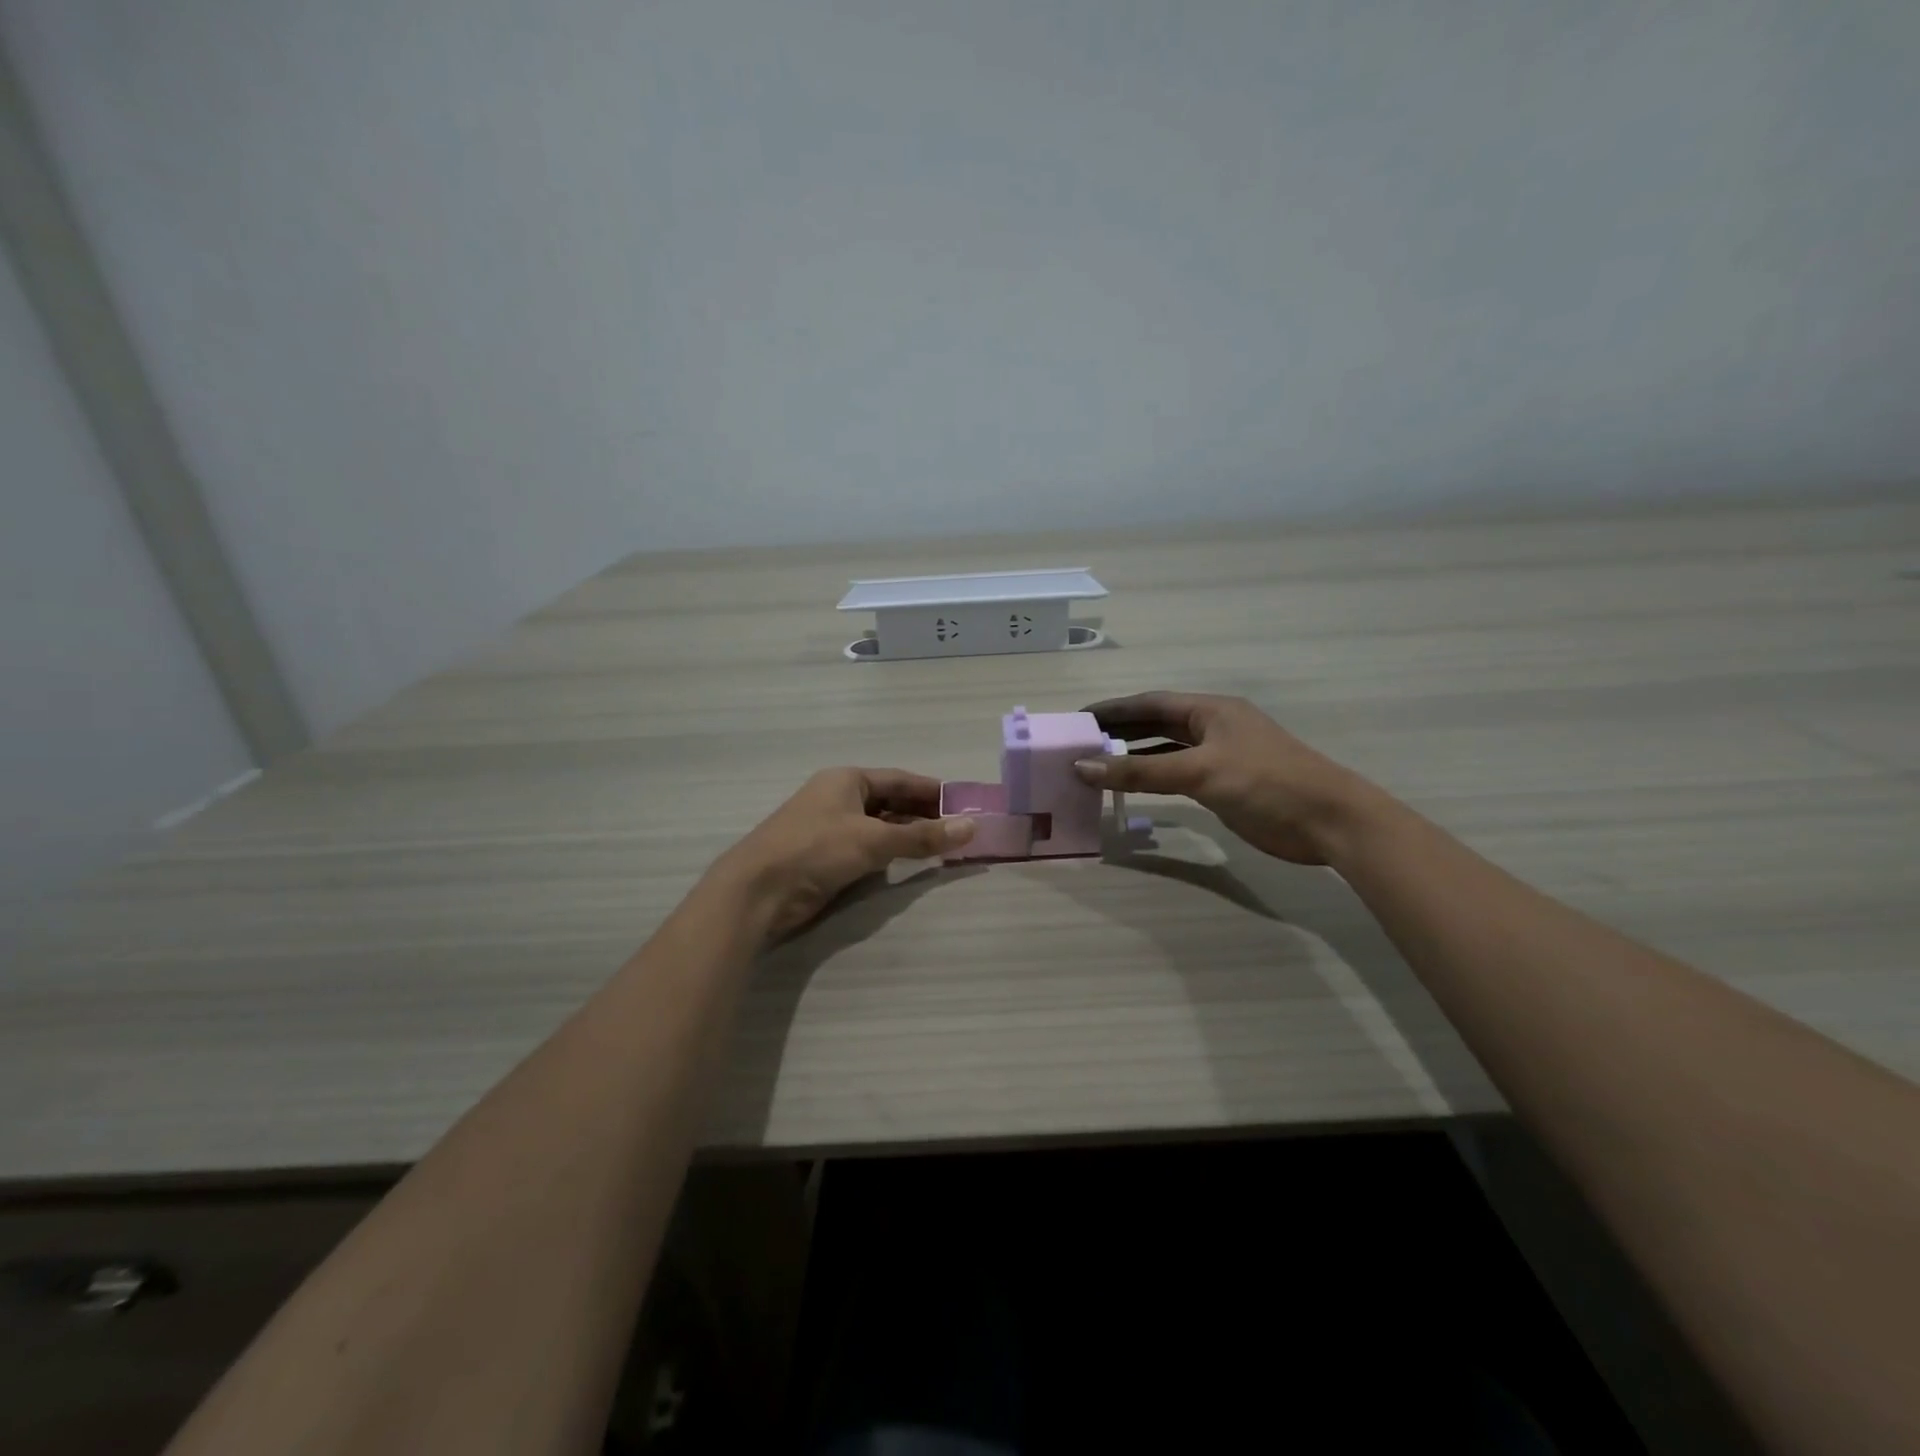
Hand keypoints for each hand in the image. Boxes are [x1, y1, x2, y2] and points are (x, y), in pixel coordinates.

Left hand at [713, 768, 975, 940]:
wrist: (758, 891)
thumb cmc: (816, 850)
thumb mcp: (874, 840)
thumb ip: (923, 836)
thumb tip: (971, 827)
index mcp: (847, 780)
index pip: (900, 780)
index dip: (932, 791)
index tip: (964, 804)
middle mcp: (839, 798)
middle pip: (891, 802)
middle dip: (923, 815)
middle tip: (959, 829)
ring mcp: (830, 827)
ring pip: (879, 826)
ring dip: (908, 836)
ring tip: (943, 847)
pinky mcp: (825, 856)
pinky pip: (867, 848)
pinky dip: (889, 853)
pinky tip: (908, 863)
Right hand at [1075, 692, 1385, 865]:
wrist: (1329, 822)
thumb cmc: (1266, 783)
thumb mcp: (1199, 772)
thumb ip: (1140, 770)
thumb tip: (1083, 766)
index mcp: (1210, 710)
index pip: (1150, 703)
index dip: (1113, 709)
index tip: (1077, 718)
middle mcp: (1212, 727)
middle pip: (1156, 724)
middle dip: (1118, 731)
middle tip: (1078, 742)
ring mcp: (1219, 757)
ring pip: (1165, 750)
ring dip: (1133, 756)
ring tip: (1094, 764)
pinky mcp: (1224, 785)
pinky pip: (1176, 775)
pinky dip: (1152, 778)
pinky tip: (1130, 787)